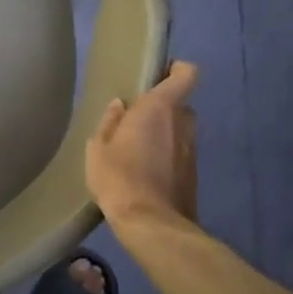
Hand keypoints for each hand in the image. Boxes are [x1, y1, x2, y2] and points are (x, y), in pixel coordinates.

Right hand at [86, 61, 198, 227]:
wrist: (150, 224)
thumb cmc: (118, 177)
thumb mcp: (98, 148)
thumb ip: (110, 122)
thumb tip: (119, 106)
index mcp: (159, 108)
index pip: (186, 74)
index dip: (177, 69)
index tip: (158, 75)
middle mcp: (182, 123)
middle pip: (179, 104)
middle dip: (162, 108)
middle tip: (137, 120)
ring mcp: (192, 149)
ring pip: (180, 130)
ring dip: (165, 134)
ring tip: (139, 149)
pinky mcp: (194, 173)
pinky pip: (180, 153)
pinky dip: (168, 156)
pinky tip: (146, 172)